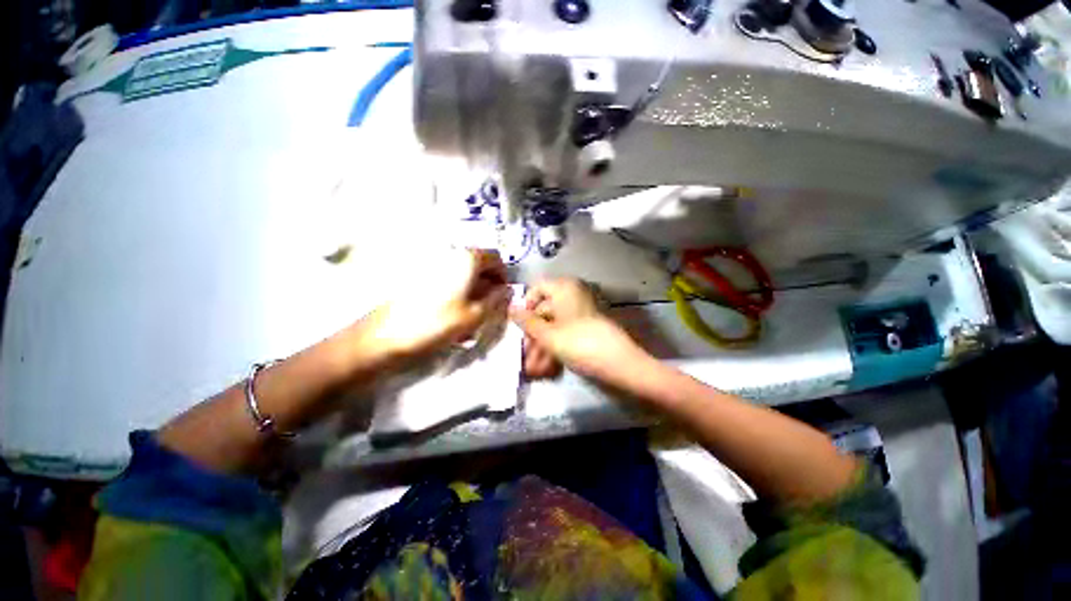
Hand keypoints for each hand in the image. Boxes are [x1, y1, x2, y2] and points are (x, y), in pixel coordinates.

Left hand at [369, 249, 509, 361]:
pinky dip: (455, 291)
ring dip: (472, 289)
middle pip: (477, 263)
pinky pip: (446, 278)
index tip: (503, 294)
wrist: (385, 336)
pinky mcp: (418, 274)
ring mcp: (431, 262)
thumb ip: (497, 300)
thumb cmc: (437, 324)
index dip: (503, 275)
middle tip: (488, 306)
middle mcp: (449, 254)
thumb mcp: (475, 315)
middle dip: (487, 283)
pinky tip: (451, 313)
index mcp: (466, 259)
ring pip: (462, 272)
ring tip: (470, 314)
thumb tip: (507, 290)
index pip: (494, 257)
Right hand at [510, 278, 648, 383]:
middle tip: (524, 357)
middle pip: (545, 311)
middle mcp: (573, 295)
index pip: (537, 288)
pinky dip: (556, 348)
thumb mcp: (548, 335)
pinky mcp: (588, 328)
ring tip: (533, 370)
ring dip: (542, 347)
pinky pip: (566, 333)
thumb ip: (527, 322)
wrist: (621, 364)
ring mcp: (581, 312)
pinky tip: (546, 369)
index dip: (526, 305)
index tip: (519, 326)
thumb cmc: (579, 343)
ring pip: (555, 326)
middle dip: (533, 336)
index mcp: (564, 288)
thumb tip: (509, 307)